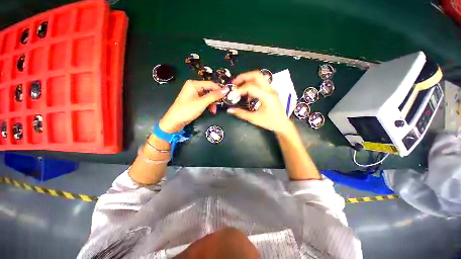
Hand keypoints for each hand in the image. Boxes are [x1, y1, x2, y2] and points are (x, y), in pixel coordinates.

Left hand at [159, 80, 228, 132]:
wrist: (175, 121)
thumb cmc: (188, 109)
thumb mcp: (202, 102)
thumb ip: (214, 96)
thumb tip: (226, 89)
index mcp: (193, 84)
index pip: (210, 84)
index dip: (219, 89)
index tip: (227, 95)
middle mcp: (193, 87)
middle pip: (209, 90)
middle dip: (215, 98)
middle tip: (221, 104)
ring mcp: (194, 94)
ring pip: (208, 97)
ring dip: (212, 103)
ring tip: (214, 111)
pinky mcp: (194, 101)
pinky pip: (204, 101)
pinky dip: (208, 105)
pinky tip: (211, 111)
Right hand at [227, 71, 291, 132]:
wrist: (282, 124)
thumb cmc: (269, 122)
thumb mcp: (254, 119)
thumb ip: (241, 113)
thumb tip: (229, 110)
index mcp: (266, 96)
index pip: (250, 87)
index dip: (239, 90)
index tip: (232, 95)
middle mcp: (270, 90)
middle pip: (256, 75)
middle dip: (244, 77)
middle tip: (234, 82)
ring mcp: (271, 89)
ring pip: (259, 77)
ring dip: (248, 79)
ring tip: (239, 85)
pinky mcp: (271, 91)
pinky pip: (261, 83)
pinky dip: (252, 85)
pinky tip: (248, 94)